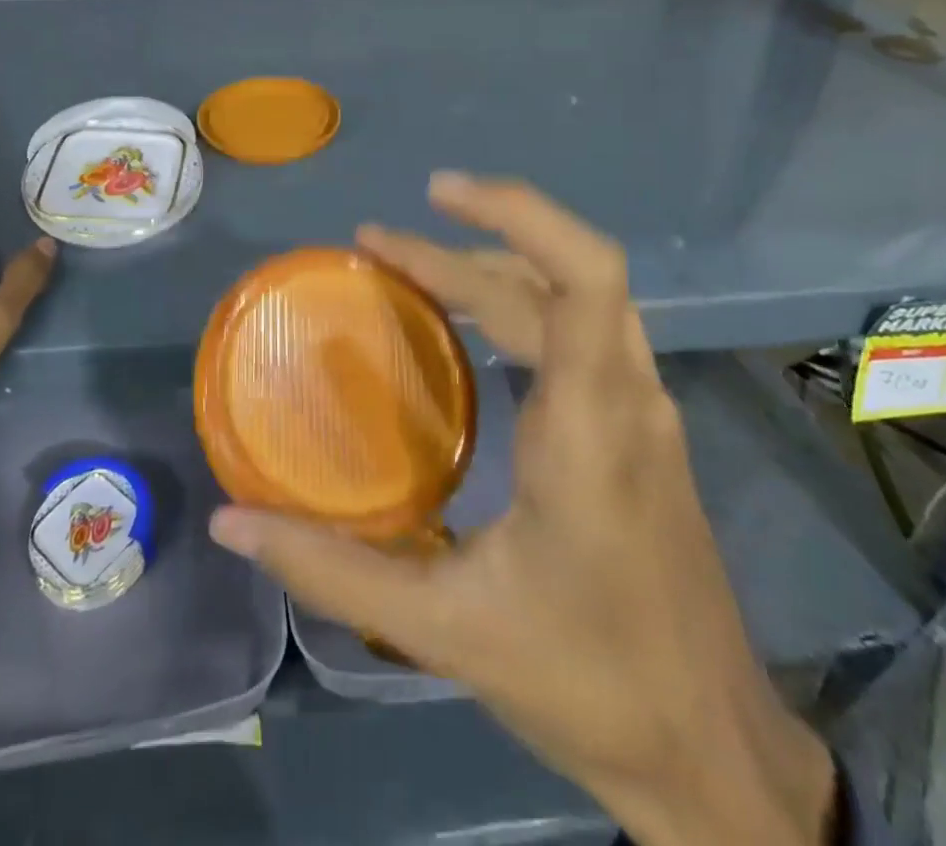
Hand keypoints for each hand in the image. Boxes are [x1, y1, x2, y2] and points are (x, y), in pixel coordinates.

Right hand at [209, 173, 837, 845]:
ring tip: (410, 266)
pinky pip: (581, 329)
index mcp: (592, 428)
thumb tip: (233, 522)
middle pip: (556, 278)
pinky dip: (520, 302)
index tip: (438, 195)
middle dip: (461, 250)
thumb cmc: (590, 683)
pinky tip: (470, 325)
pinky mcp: (640, 429)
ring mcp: (644, 410)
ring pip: (573, 297)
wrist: (712, 751)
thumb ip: (333, 571)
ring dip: (494, 266)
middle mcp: (628, 398)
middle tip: (374, 245)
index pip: (585, 275)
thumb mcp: (447, 629)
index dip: (517, 214)